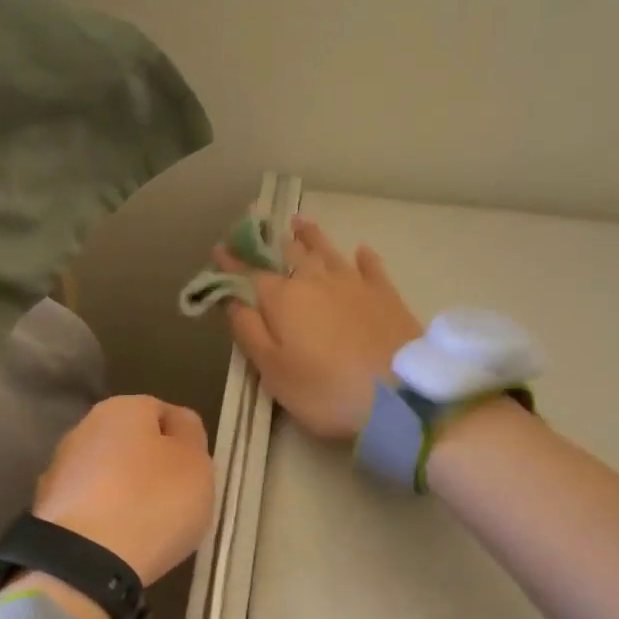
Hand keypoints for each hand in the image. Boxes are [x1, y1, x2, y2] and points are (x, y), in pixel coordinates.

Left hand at [32, 395, 213, 586]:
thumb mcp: (196, 464)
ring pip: (106, 475)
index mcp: (122, 408)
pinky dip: (104, 518)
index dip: (183, 442)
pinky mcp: (46, 508)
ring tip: (145, 526)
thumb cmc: (153, 502)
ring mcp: (59, 469)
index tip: (194, 474)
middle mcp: (84, 428)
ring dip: (124, 493)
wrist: (84, 561)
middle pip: (130, 443)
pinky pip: (89, 506)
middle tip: (173, 500)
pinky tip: (118, 542)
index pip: (162, 412)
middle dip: (150, 466)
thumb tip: (177, 424)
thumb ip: (191, 435)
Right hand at [219, 216, 422, 439]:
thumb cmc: (325, 390)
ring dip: (309, 236)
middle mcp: (315, 280)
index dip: (232, 262)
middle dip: (268, 242)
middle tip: (257, 228)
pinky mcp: (385, 294)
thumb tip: (231, 299)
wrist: (399, 396)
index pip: (249, 274)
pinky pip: (369, 266)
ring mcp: (354, 283)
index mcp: (282, 299)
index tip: (219, 249)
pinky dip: (361, 256)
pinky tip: (360, 250)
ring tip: (298, 222)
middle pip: (288, 254)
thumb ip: (248, 331)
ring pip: (326, 250)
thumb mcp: (273, 370)